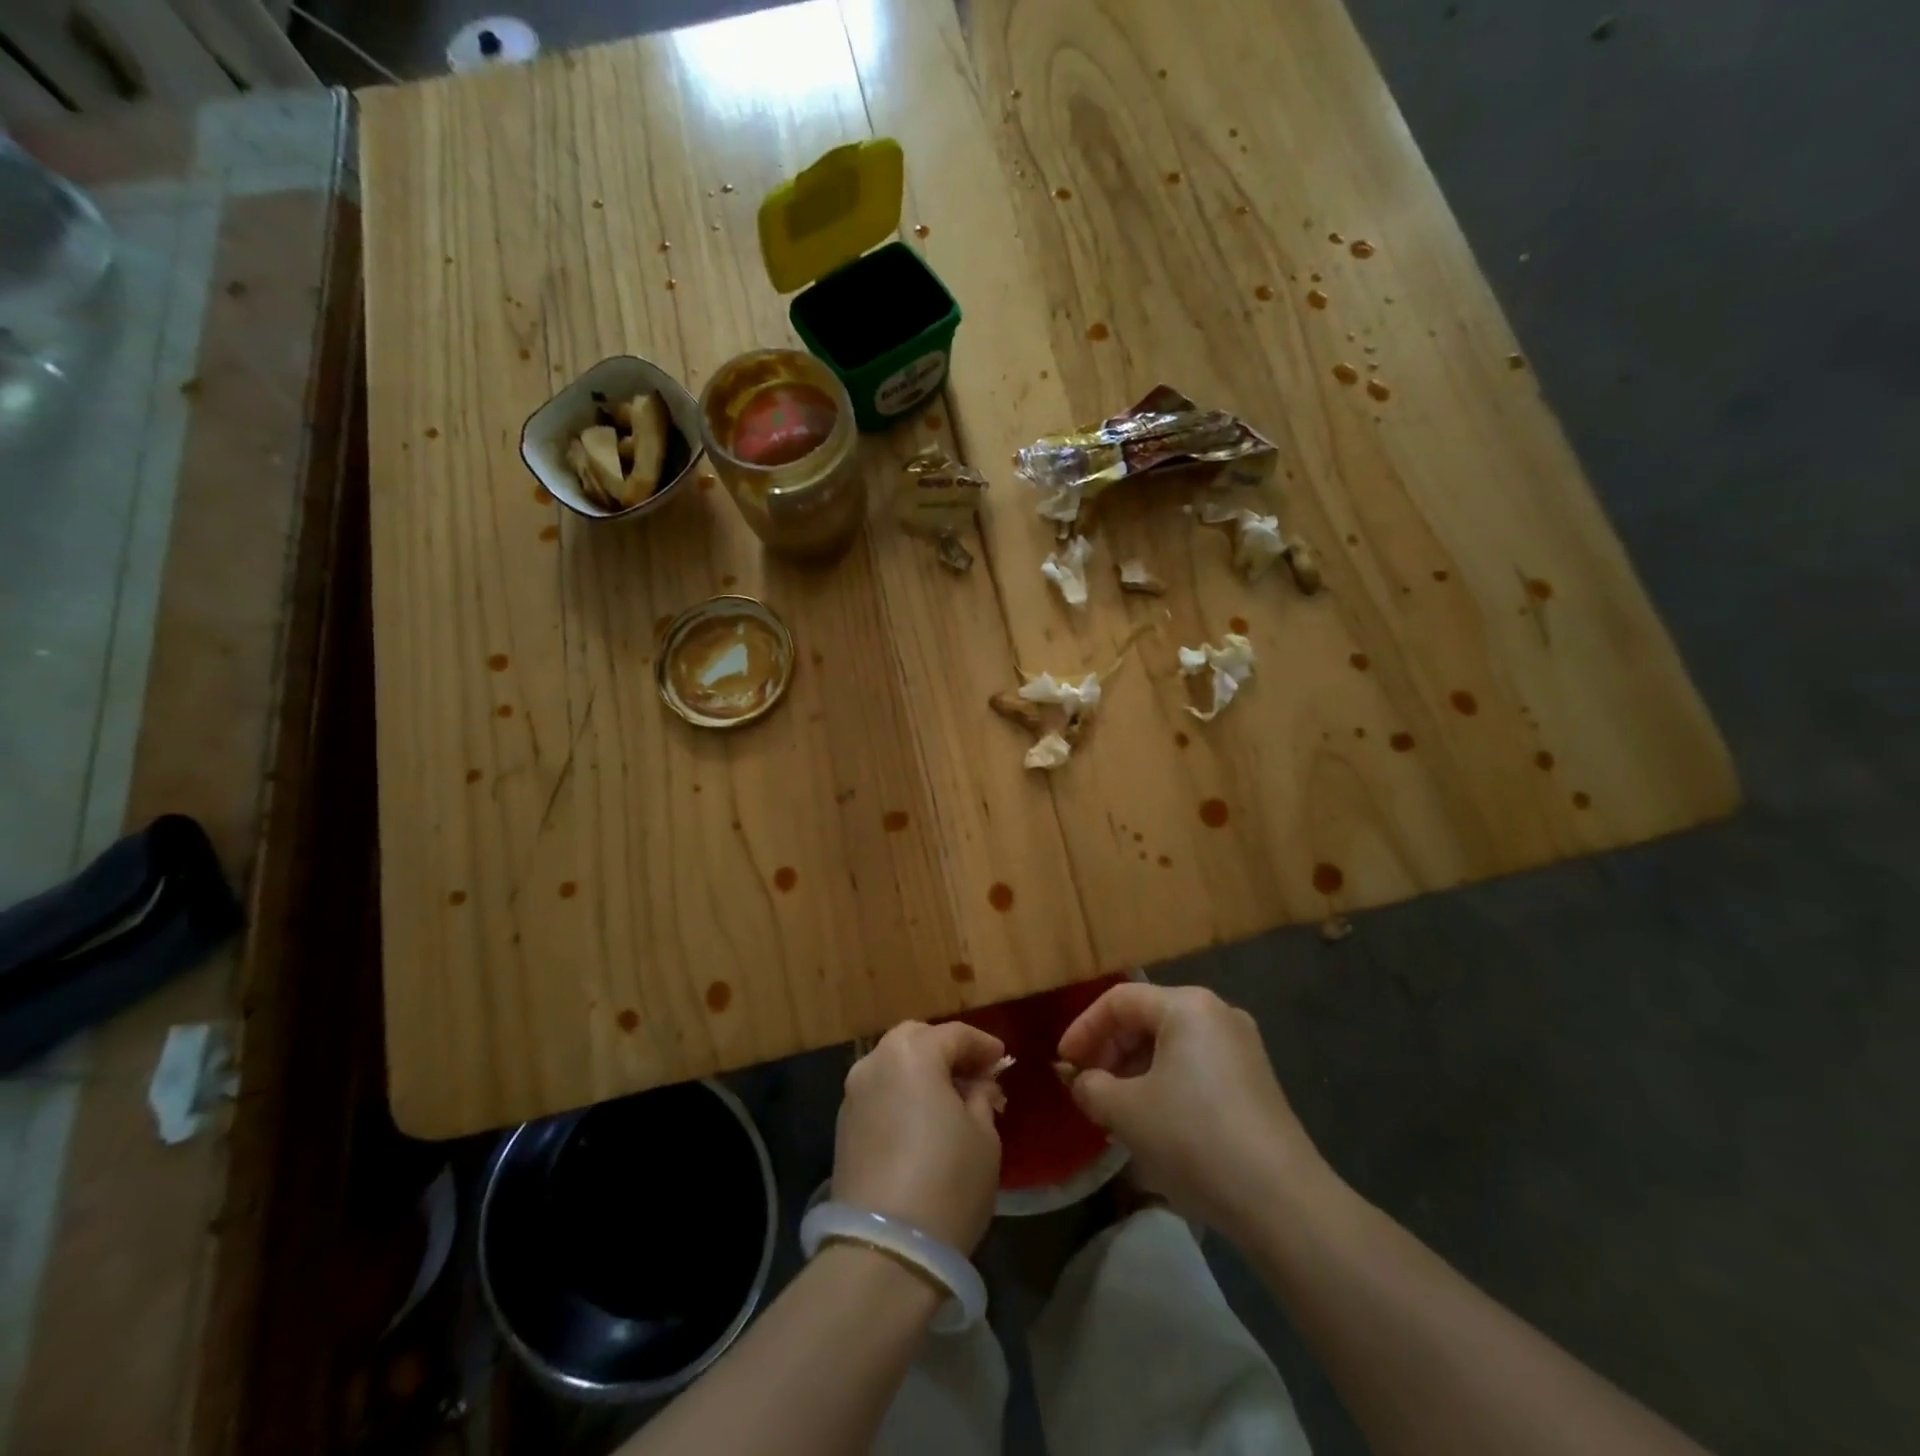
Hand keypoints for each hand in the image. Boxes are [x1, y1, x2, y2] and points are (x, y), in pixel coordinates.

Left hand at [834, 1022, 1005, 1252]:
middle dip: (946, 1051)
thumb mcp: (984, 1137)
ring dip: (921, 1072)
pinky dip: (901, 1095)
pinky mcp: (843, 1127)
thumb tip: (976, 1086)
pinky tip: (921, 1121)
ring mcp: (854, 1094)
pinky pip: (880, 1093)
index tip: (1002, 1060)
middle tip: (974, 1075)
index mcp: (913, 1053)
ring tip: (949, 1100)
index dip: (983, 1045)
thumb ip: (981, 1098)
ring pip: (893, 1064)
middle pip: (916, 1039)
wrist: (885, 1251)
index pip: (955, 1034)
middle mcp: (876, 1061)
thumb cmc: (947, 1182)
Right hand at [1057, 983, 1326, 1237]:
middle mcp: (1218, 1013)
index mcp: (1187, 1005)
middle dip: (1110, 1050)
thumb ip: (1091, 1087)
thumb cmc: (1194, 1138)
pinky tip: (1153, 1120)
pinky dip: (1165, 1082)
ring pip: (1171, 1044)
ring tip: (1114, 1107)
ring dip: (1135, 1069)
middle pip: (1147, 1017)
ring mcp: (1242, 1046)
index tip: (1064, 1063)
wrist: (1282, 1201)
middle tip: (1086, 1086)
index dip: (1084, 1028)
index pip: (1119, 1000)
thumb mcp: (1126, 1112)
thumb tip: (1080, 1081)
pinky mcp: (1255, 1080)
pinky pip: (1195, 1065)